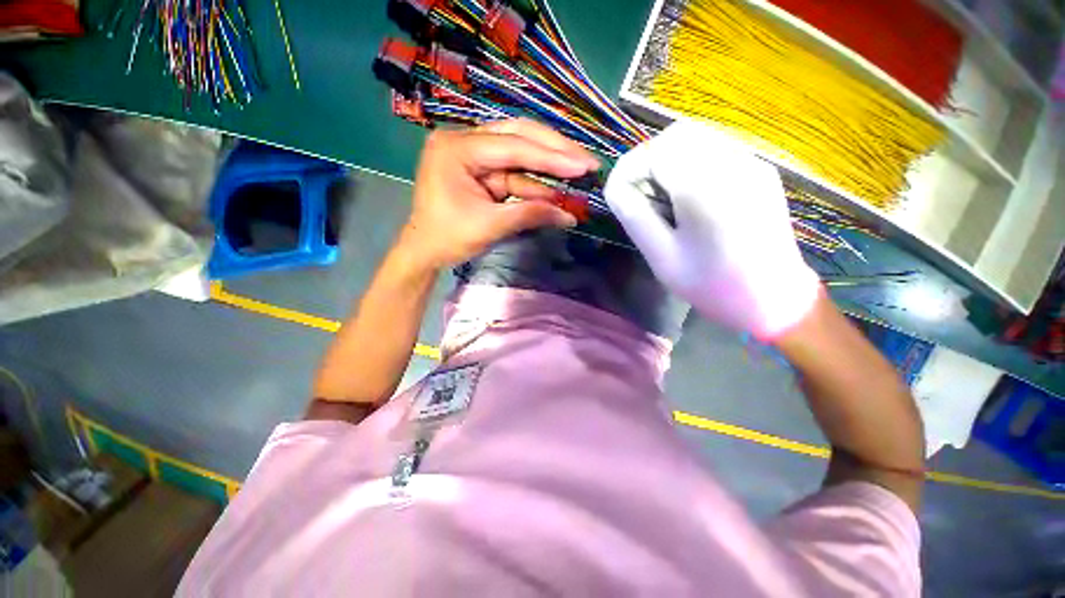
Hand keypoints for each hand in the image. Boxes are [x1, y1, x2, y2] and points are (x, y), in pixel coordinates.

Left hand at [400, 118, 599, 268]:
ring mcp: (474, 153)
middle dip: (555, 151)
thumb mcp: (490, 226)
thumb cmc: (448, 238)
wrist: (424, 251)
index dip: (552, 157)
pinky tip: (557, 190)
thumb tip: (569, 217)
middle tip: (587, 161)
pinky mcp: (482, 169)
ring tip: (580, 171)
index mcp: (458, 148)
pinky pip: (514, 171)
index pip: (513, 146)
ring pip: (519, 151)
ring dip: (548, 166)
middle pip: (519, 136)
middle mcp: (465, 141)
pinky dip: (535, 182)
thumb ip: (530, 215)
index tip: (584, 165)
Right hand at [604, 121, 820, 339]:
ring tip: (664, 194)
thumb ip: (634, 216)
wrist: (775, 297)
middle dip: (648, 159)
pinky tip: (690, 193)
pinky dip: (690, 160)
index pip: (656, 151)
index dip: (630, 169)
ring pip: (697, 135)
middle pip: (677, 134)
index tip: (623, 195)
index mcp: (707, 191)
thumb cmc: (713, 285)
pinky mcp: (760, 167)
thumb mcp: (662, 257)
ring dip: (669, 158)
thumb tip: (616, 185)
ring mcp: (752, 162)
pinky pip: (715, 147)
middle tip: (643, 194)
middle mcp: (734, 164)